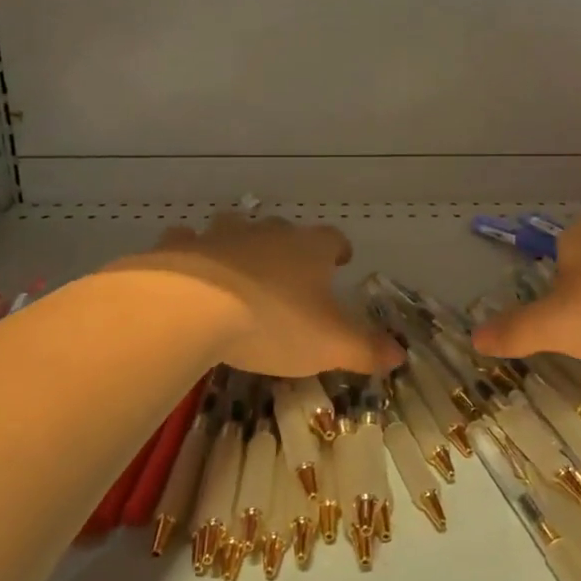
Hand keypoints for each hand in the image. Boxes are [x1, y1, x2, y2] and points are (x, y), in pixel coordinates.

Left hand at [113, 213, 402, 377]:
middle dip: (289, 246)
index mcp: (308, 250)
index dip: (339, 250)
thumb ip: (366, 349)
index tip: (341, 260)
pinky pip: (187, 240)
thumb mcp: (330, 344)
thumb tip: (400, 354)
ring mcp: (221, 236)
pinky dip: (190, 251)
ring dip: (239, 241)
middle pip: (284, 230)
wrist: (193, 308)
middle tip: (290, 270)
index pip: (333, 239)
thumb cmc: (273, 322)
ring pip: (235, 227)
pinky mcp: (180, 248)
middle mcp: (268, 234)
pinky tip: (187, 267)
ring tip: (239, 264)